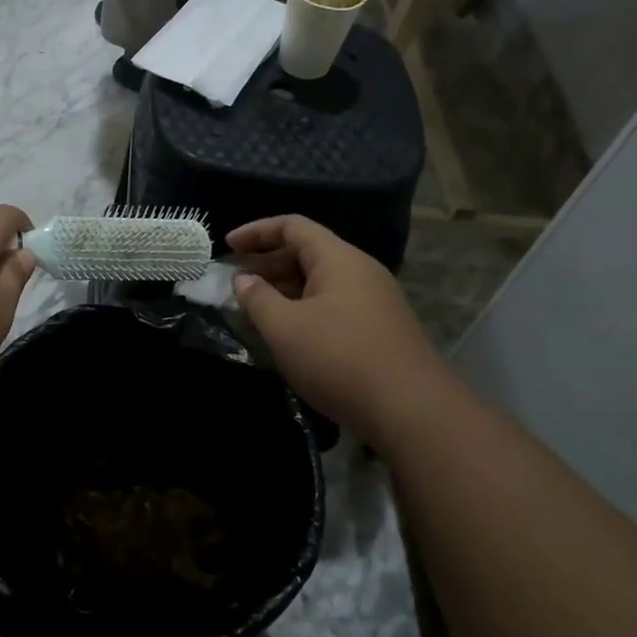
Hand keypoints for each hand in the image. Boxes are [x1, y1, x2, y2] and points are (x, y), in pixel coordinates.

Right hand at [228, 216, 441, 442]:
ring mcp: (373, 302)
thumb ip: (258, 299)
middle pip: (307, 252)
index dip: (256, 231)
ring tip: (253, 309)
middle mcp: (360, 271)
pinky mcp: (378, 331)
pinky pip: (332, 306)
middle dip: (267, 263)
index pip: (293, 226)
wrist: (410, 410)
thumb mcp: (285, 327)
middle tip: (234, 282)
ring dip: (284, 290)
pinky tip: (287, 335)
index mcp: (339, 259)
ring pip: (320, 283)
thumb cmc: (339, 358)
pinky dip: (303, 310)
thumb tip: (243, 280)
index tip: (226, 246)